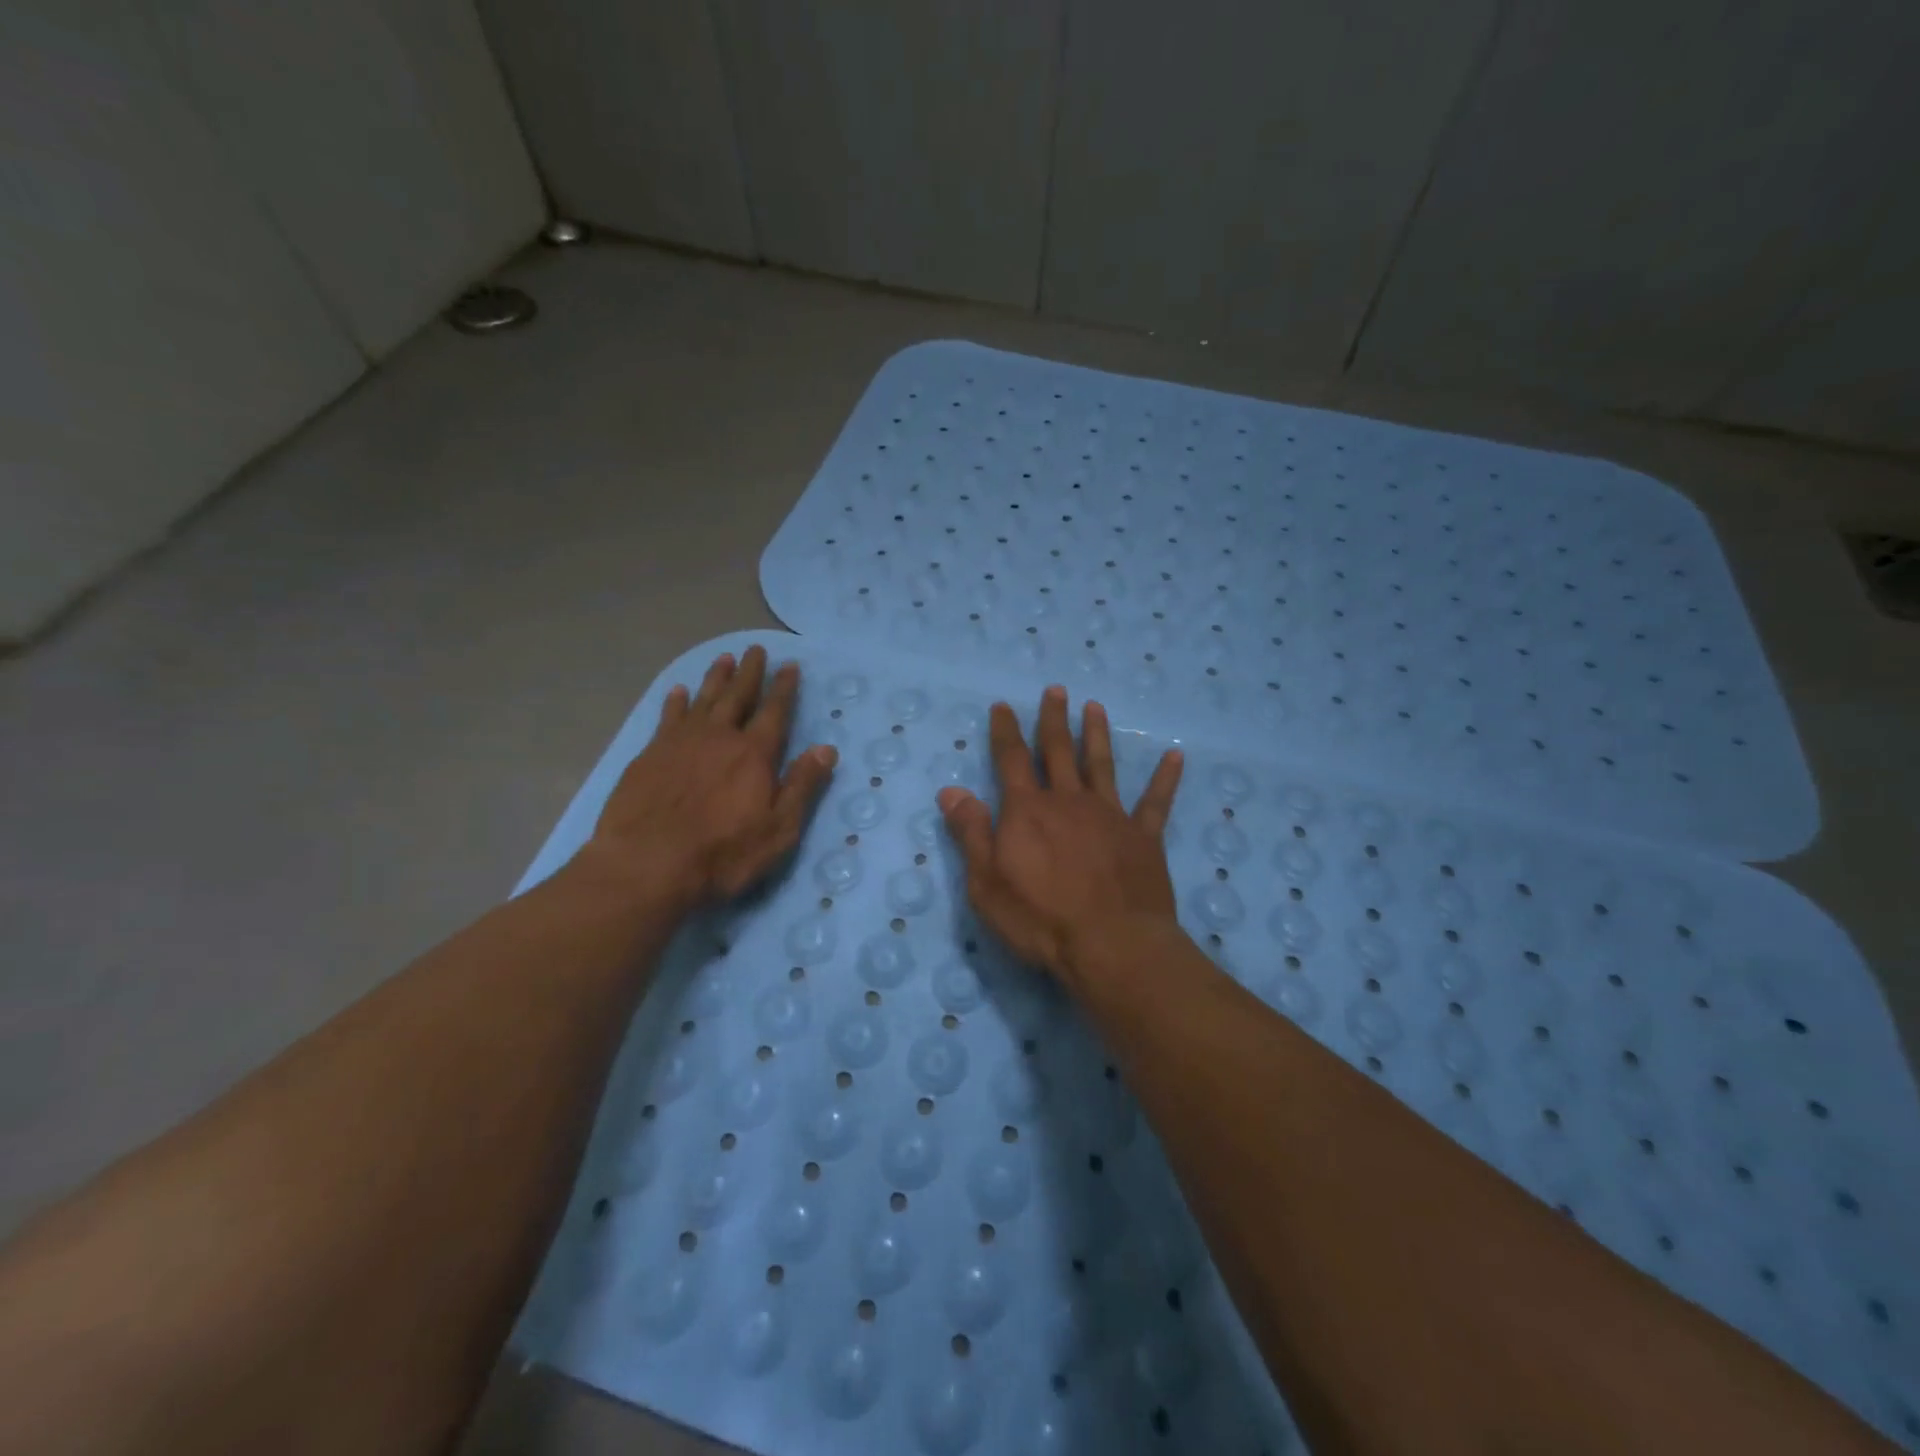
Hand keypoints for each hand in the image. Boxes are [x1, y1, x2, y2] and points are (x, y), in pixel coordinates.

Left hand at [581, 646, 837, 908]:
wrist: (646, 864)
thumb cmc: (722, 854)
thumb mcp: (778, 829)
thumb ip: (802, 786)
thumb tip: (827, 749)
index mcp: (754, 754)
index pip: (774, 712)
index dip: (784, 688)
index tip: (790, 665)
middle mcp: (719, 738)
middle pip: (738, 696)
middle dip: (750, 673)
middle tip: (756, 649)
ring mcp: (680, 743)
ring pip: (703, 700)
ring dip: (715, 678)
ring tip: (724, 658)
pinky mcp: (650, 755)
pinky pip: (667, 717)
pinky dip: (675, 702)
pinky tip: (677, 692)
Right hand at [937, 686, 1183, 987]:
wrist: (1111, 945)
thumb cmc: (1040, 919)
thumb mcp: (987, 883)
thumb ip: (971, 833)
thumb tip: (950, 790)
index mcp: (1028, 811)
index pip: (1011, 760)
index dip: (1006, 731)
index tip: (1004, 706)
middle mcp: (1069, 802)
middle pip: (1058, 751)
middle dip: (1053, 719)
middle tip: (1056, 690)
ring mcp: (1110, 816)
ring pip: (1101, 765)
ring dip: (1096, 735)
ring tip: (1095, 707)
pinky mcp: (1144, 837)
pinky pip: (1156, 802)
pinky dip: (1165, 778)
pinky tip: (1175, 755)